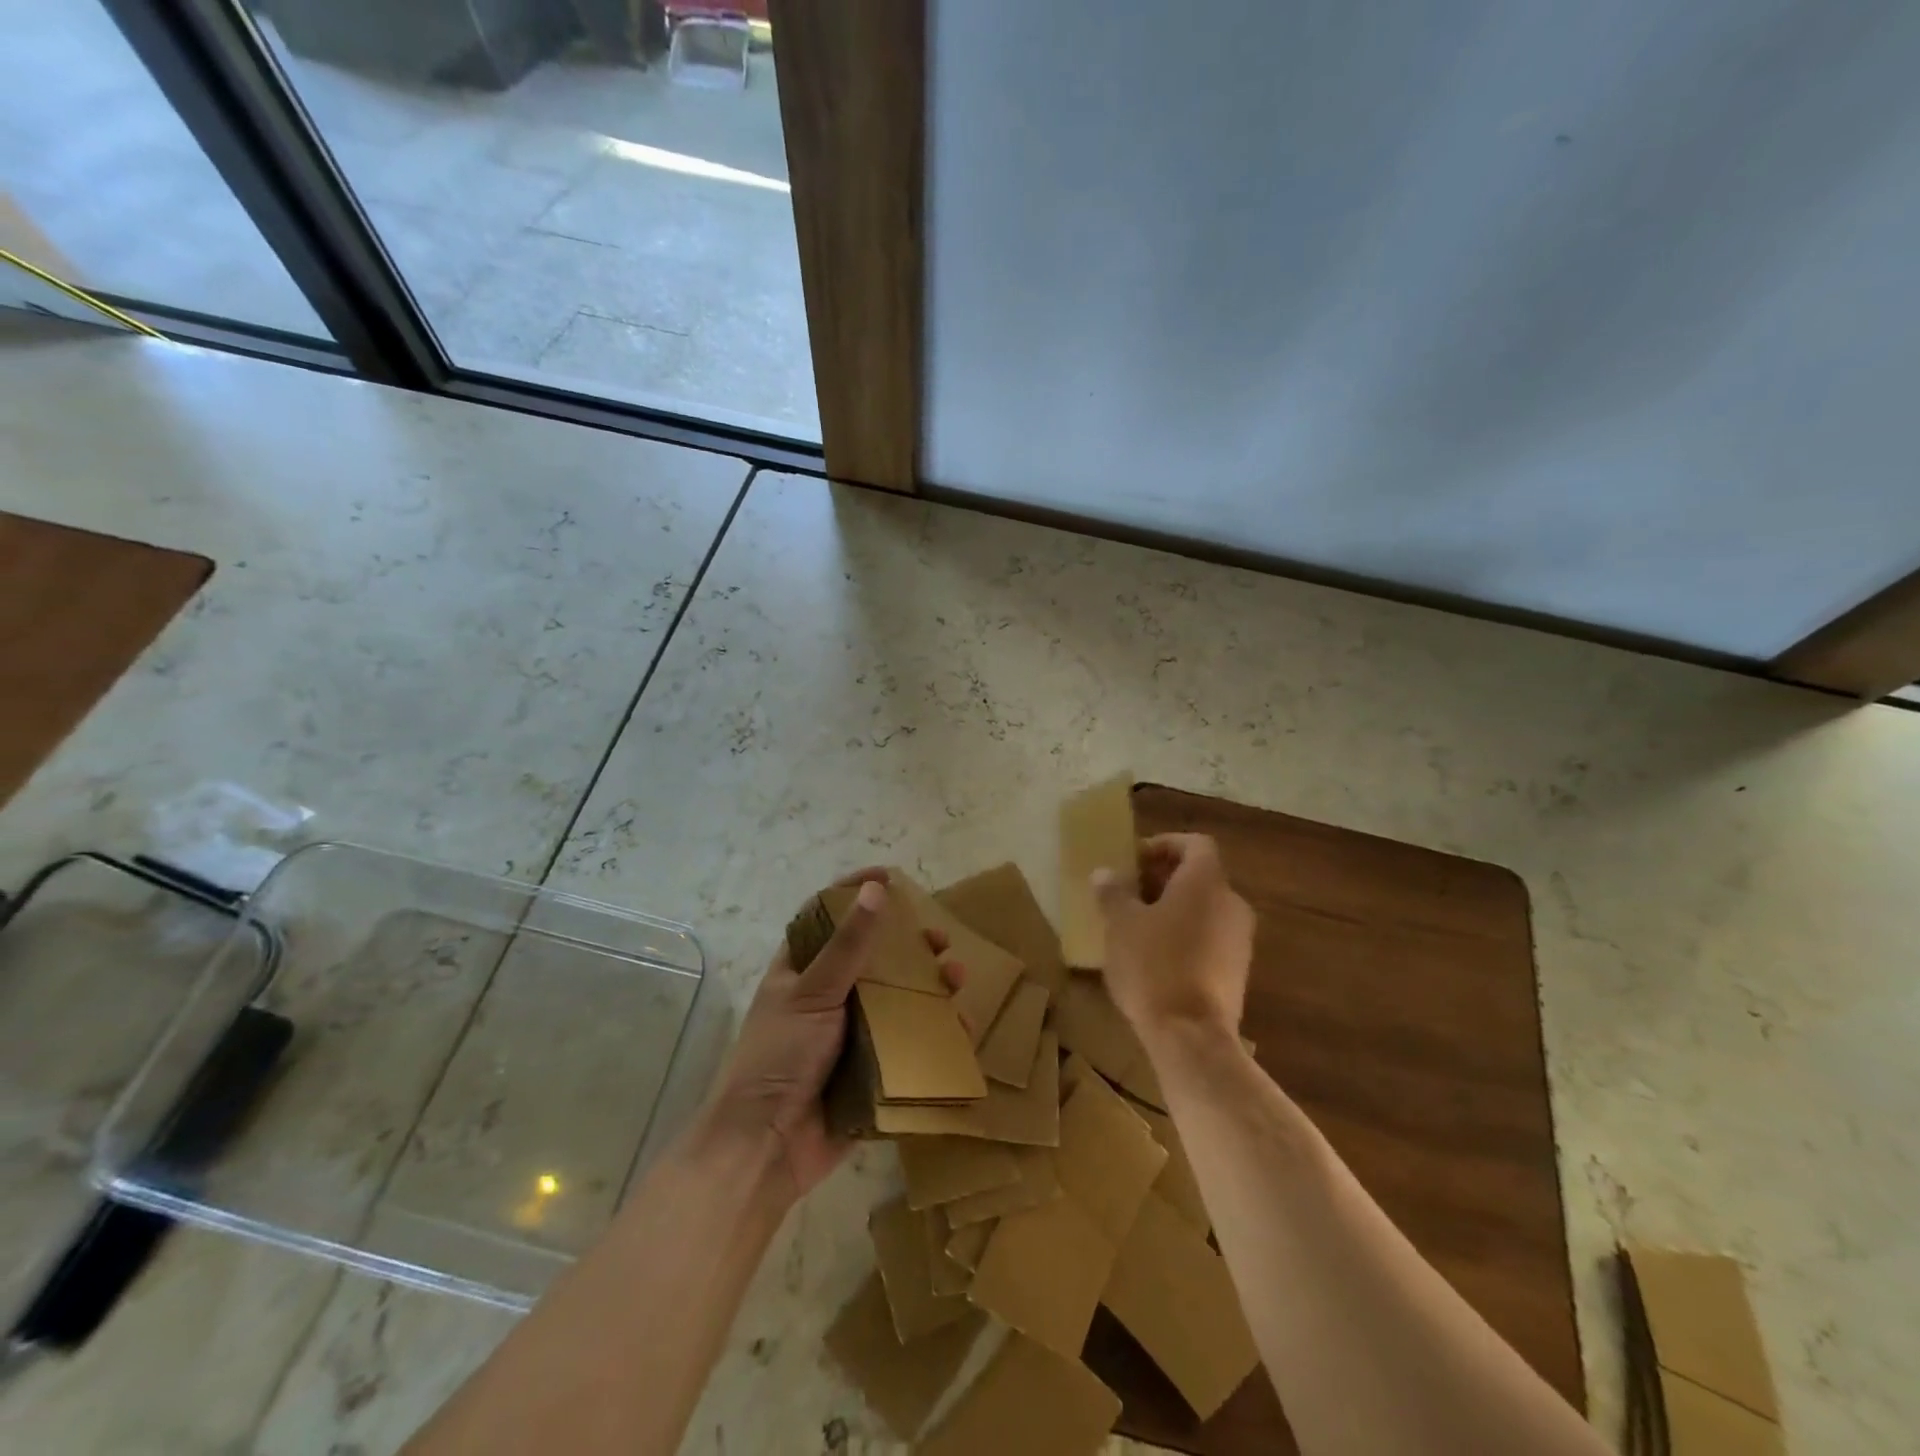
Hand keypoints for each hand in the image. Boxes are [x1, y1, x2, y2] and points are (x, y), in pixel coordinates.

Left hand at [703, 870, 962, 1202]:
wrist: (766, 1150)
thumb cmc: (780, 1058)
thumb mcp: (813, 993)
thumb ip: (848, 945)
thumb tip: (877, 889)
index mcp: (801, 970)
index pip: (827, 916)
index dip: (855, 892)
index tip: (890, 876)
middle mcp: (826, 996)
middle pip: (873, 958)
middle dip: (908, 945)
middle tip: (939, 939)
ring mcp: (849, 1034)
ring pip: (896, 999)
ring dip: (928, 986)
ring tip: (956, 976)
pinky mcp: (869, 1070)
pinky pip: (906, 1044)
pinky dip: (932, 1032)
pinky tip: (958, 1026)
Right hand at [1094, 833, 1253, 1044]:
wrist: (1191, 1036)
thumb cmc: (1153, 965)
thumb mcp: (1120, 924)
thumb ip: (1113, 892)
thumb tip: (1105, 873)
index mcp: (1206, 881)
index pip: (1195, 844)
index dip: (1165, 845)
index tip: (1135, 860)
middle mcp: (1231, 903)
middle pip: (1200, 877)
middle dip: (1164, 879)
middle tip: (1129, 892)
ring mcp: (1240, 939)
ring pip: (1205, 909)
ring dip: (1174, 909)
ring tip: (1137, 925)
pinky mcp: (1238, 972)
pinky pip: (1210, 938)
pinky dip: (1186, 936)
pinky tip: (1156, 957)